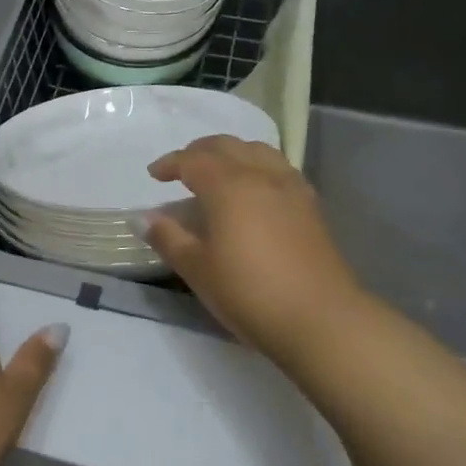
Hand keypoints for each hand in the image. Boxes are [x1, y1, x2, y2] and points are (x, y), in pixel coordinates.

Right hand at [143, 136, 366, 367]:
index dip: (170, 163)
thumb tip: (144, 218)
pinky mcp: (311, 205)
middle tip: (181, 169)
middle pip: (226, 146)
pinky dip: (257, 165)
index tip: (154, 175)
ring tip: (218, 172)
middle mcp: (260, 175)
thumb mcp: (197, 269)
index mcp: (228, 185)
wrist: (321, 319)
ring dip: (231, 153)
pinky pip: (278, 167)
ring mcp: (290, 187)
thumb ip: (168, 238)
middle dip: (199, 151)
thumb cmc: (249, 292)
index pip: (192, 160)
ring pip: (257, 150)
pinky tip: (254, 190)